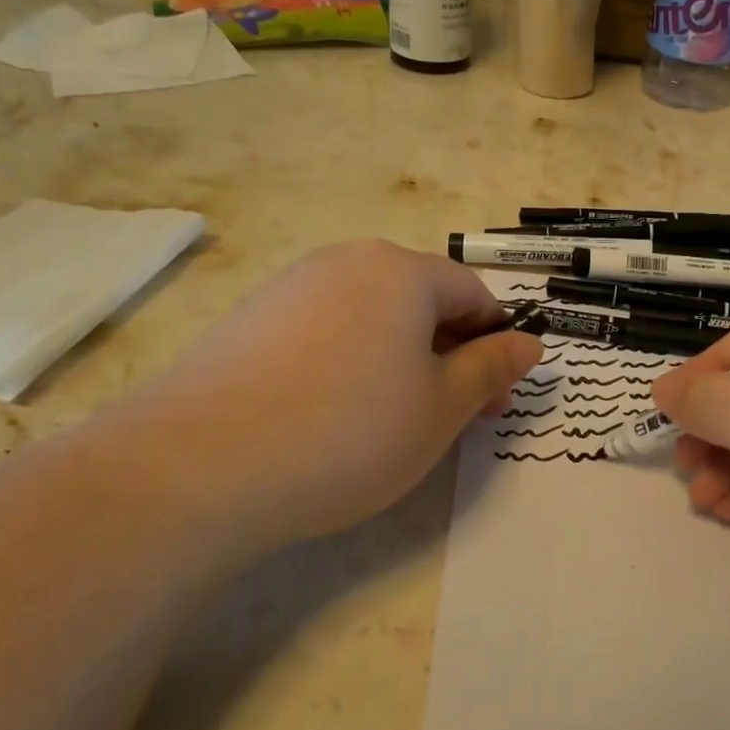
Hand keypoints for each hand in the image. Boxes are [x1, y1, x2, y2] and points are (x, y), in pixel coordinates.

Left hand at [114, 241, 540, 554]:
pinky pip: (324, 333)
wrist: (200, 466)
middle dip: (450, 356)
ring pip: (372, 319)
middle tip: (454, 419)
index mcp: (401, 271)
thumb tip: (530, 342)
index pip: (473, 294)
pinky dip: (349, 366)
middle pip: (421, 302)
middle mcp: (346, 263)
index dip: (496, 345)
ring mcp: (291, 288)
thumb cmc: (350, 431)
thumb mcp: (442, 408)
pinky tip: (333, 416)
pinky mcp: (250, 322)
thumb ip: (491, 369)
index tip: (496, 402)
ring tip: (392, 422)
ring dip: (402, 363)